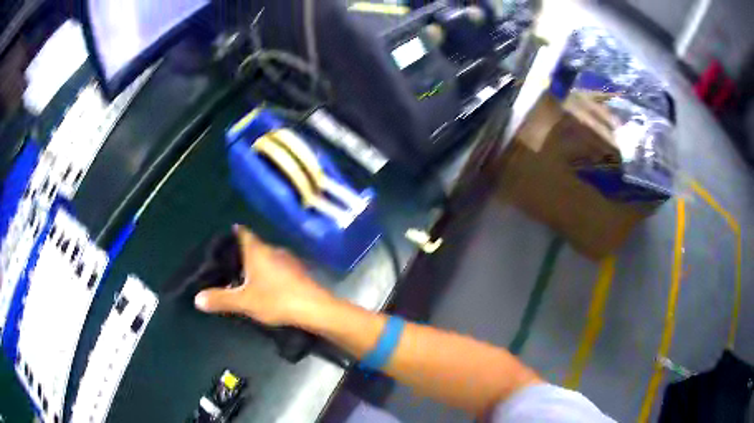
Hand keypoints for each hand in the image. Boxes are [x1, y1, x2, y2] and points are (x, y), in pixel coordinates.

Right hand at [194, 225, 333, 326]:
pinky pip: (278, 268)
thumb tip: (197, 298)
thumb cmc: (276, 300)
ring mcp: (289, 260)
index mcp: (258, 250)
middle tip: (228, 264)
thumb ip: (220, 299)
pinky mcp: (300, 272)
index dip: (232, 233)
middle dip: (242, 254)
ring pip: (267, 257)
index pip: (242, 233)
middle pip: (254, 246)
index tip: (222, 240)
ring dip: (257, 265)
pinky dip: (269, 273)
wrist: (316, 309)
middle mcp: (274, 250)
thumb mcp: (244, 302)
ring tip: (244, 277)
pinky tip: (267, 287)